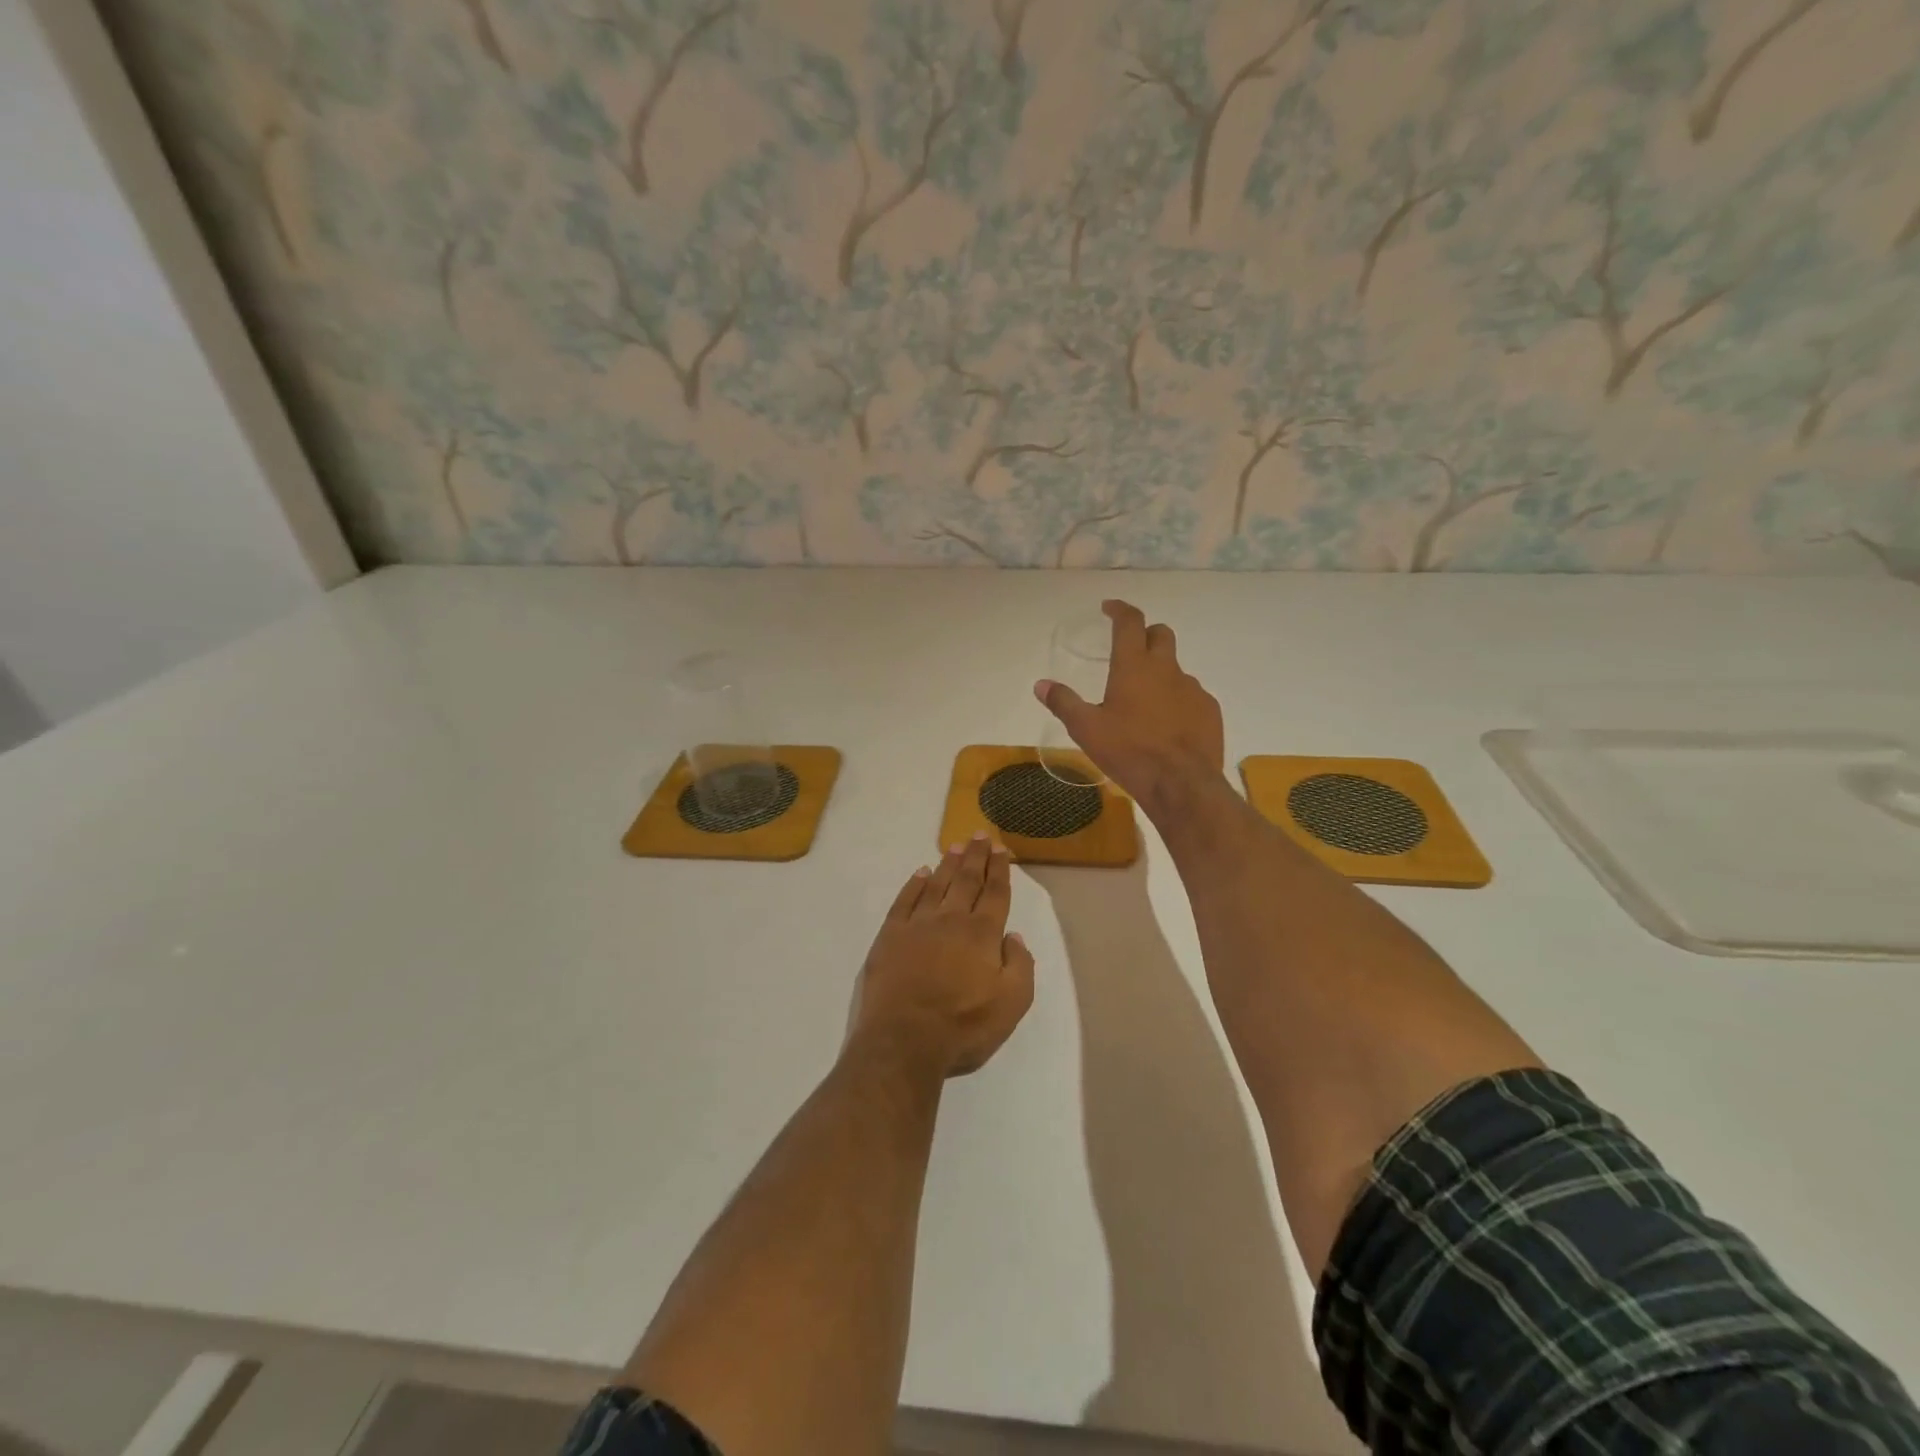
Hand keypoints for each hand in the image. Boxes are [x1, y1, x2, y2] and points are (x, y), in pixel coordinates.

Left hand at [848, 835, 1036, 1078]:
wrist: (904, 1041)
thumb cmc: (963, 1027)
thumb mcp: (1011, 1005)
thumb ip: (1020, 966)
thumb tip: (1014, 937)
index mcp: (982, 934)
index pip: (995, 894)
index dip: (999, 870)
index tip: (1001, 849)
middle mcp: (951, 920)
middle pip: (967, 881)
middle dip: (976, 857)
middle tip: (981, 835)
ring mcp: (917, 925)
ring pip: (936, 885)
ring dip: (948, 864)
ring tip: (955, 846)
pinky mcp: (890, 936)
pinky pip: (904, 901)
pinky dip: (914, 884)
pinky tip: (921, 873)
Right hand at [1035, 599, 1224, 819]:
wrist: (1181, 784)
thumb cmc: (1129, 752)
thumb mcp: (1086, 729)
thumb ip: (1063, 703)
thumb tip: (1040, 684)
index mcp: (1134, 666)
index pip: (1130, 622)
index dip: (1119, 609)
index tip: (1109, 608)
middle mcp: (1167, 669)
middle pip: (1161, 635)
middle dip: (1146, 634)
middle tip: (1130, 649)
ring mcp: (1193, 689)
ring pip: (1176, 669)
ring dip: (1161, 674)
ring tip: (1145, 702)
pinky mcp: (1209, 710)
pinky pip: (1191, 696)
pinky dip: (1177, 701)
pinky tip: (1168, 725)